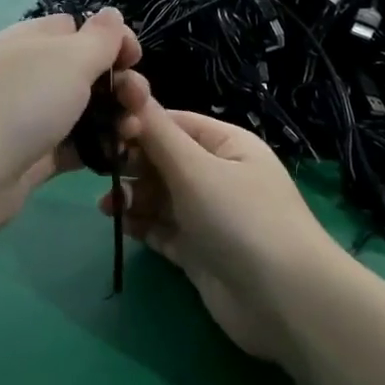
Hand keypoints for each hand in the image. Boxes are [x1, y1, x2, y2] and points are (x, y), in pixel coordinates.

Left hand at [0, 10, 139, 241]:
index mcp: (33, 40)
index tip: (135, 59)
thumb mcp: (70, 58)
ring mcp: (30, 117)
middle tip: (139, 102)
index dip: (112, 40)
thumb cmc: (23, 102)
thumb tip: (112, 14)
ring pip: (84, 112)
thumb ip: (99, 37)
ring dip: (115, 119)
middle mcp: (30, 74)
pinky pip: (74, 147)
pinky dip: (97, 149)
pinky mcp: (34, 157)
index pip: (78, 28)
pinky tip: (119, 155)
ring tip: (133, 132)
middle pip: (86, 72)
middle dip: (120, 84)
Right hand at [102, 71, 334, 363]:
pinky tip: (122, 225)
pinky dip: (141, 225)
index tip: (102, 132)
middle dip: (131, 163)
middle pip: (163, 159)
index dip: (137, 125)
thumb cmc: (240, 218)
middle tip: (99, 171)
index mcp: (226, 145)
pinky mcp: (198, 250)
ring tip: (107, 206)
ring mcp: (208, 215)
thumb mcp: (195, 168)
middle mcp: (217, 175)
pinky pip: (161, 229)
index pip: (173, 123)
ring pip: (159, 196)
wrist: (284, 301)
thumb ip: (155, 131)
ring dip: (132, 197)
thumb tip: (127, 83)